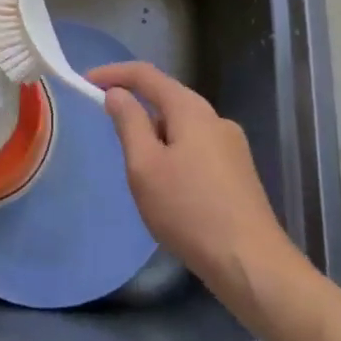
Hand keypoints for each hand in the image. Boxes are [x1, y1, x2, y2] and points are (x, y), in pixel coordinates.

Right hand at [88, 61, 298, 313]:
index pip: (145, 75)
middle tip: (109, 132)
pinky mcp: (240, 174)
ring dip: (156, 137)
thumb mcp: (145, 166)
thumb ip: (128, 123)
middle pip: (167, 99)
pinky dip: (175, 156)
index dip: (113, 73)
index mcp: (191, 109)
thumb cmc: (190, 212)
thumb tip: (117, 93)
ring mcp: (232, 147)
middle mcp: (215, 118)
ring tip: (139, 173)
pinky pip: (197, 150)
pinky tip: (171, 191)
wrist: (254, 267)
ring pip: (182, 127)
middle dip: (136, 109)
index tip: (85, 81)